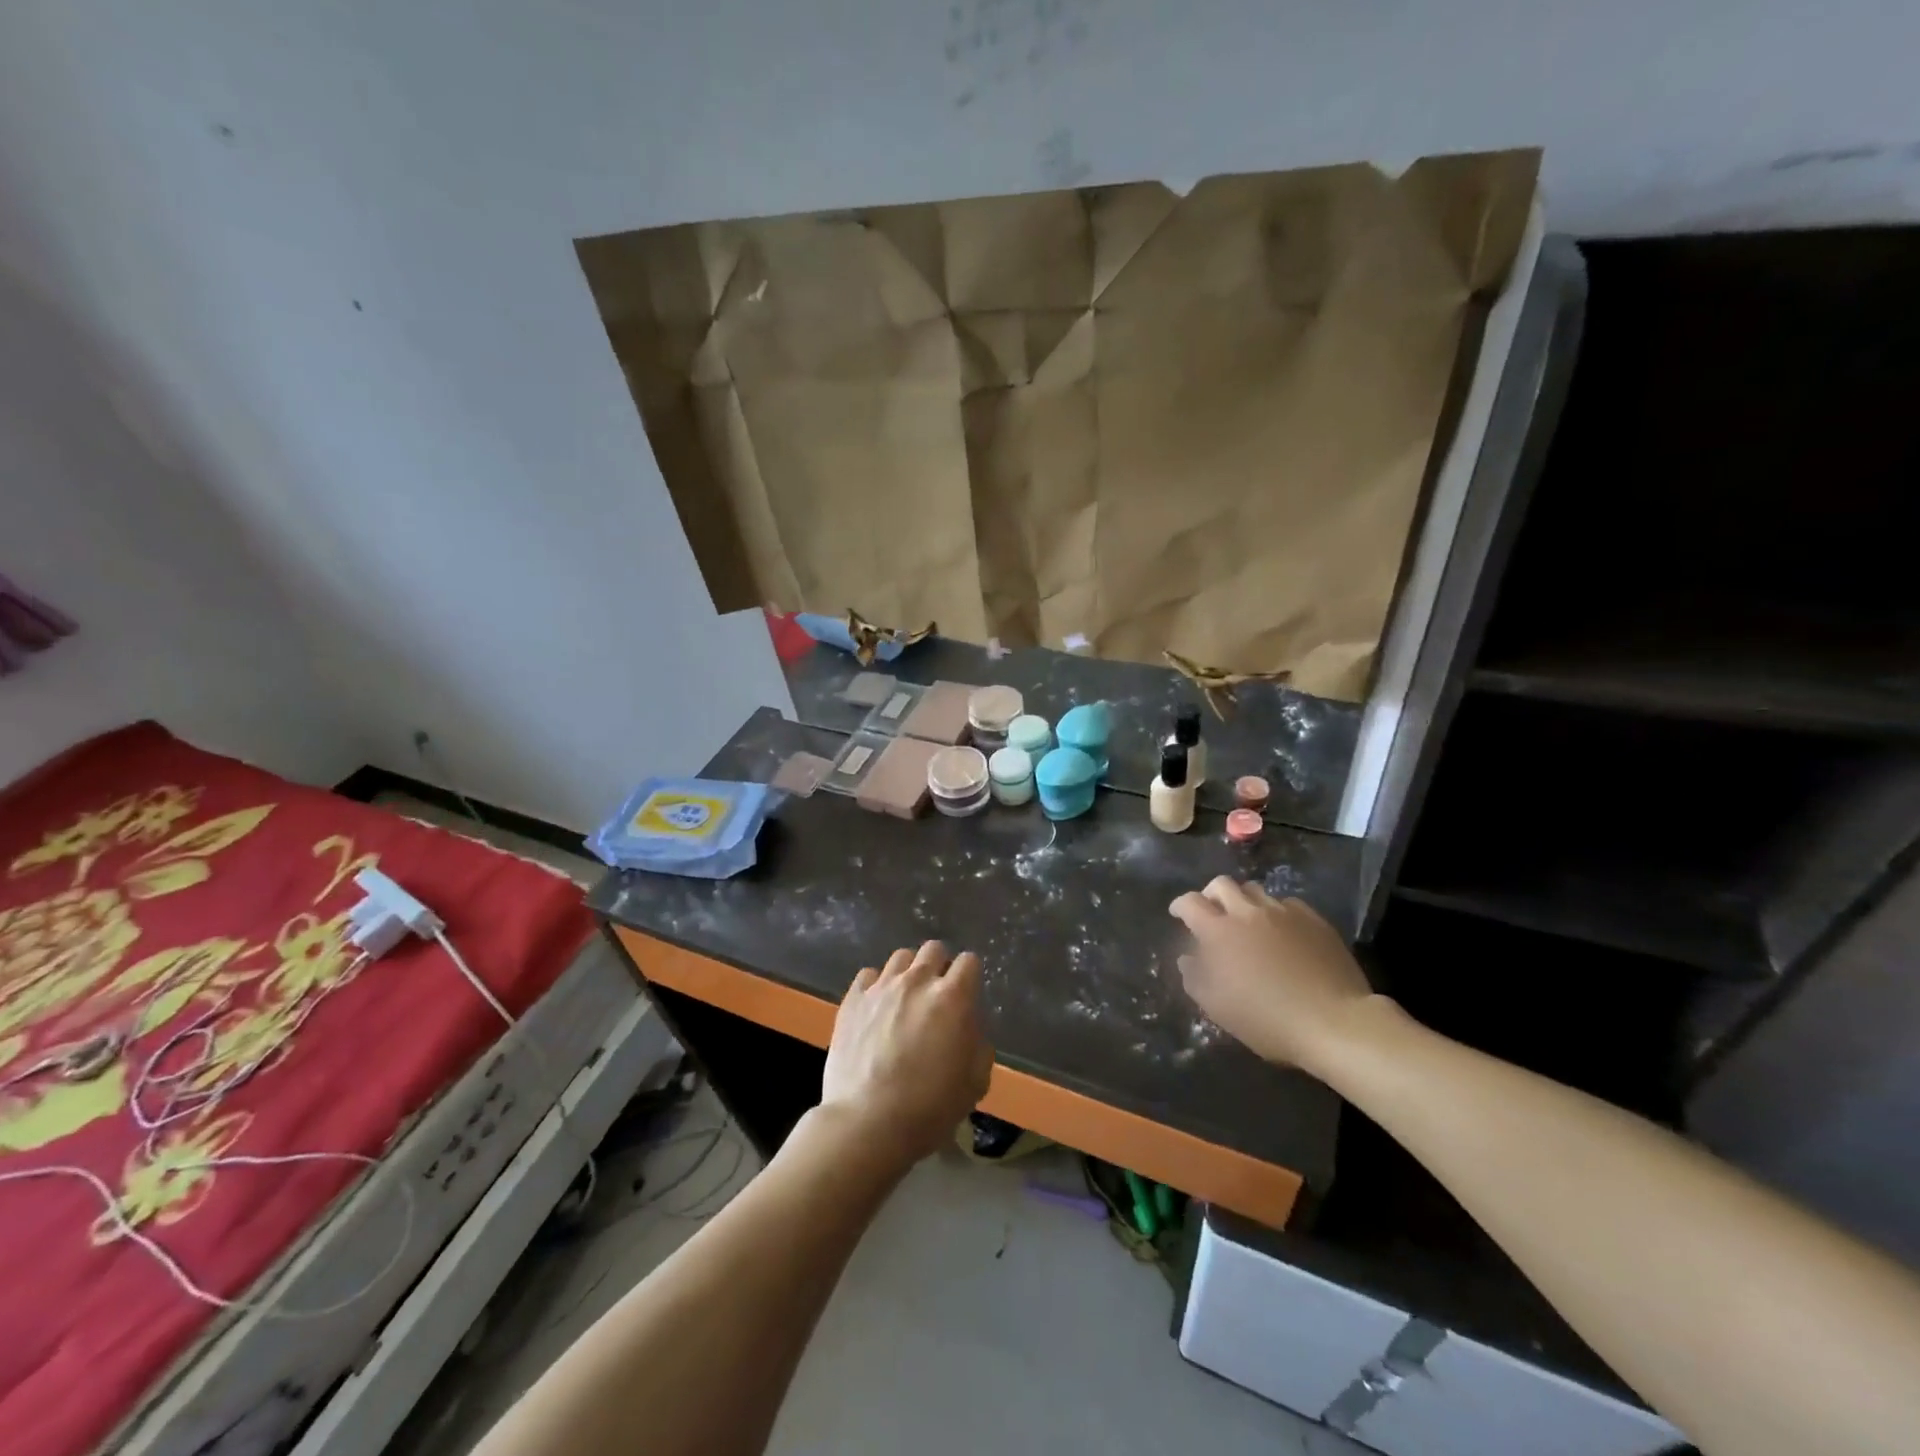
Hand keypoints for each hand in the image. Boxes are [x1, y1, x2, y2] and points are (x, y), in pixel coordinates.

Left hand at [821, 941, 993, 1167]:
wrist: (868, 1122)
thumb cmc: (930, 1107)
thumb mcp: (975, 1082)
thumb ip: (978, 1044)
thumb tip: (968, 1028)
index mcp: (953, 997)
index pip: (969, 961)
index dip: (970, 977)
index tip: (966, 997)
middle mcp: (918, 981)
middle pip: (934, 949)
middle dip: (940, 967)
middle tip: (936, 997)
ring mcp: (881, 987)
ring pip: (901, 957)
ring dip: (909, 973)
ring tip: (905, 999)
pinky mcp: (852, 999)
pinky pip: (868, 975)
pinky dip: (876, 986)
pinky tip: (876, 1008)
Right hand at [1169, 879, 1374, 1075]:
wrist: (1333, 1021)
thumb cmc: (1266, 1018)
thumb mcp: (1216, 1007)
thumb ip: (1194, 977)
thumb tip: (1187, 957)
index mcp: (1218, 931)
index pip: (1190, 902)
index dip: (1180, 906)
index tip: (1178, 915)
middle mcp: (1247, 912)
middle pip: (1222, 884)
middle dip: (1211, 895)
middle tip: (1212, 912)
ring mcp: (1283, 912)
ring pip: (1255, 891)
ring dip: (1243, 901)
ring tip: (1247, 921)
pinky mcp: (1313, 920)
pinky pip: (1287, 904)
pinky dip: (1276, 912)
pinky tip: (1282, 931)